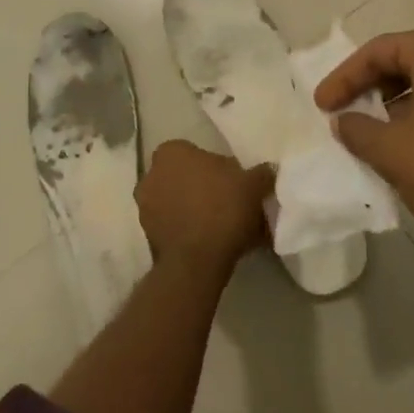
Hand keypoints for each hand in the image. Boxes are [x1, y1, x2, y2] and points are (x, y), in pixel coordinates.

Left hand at [135, 139, 274, 273]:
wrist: (198, 261)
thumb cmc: (223, 208)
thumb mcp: (253, 184)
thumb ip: (261, 173)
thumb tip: (268, 171)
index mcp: (171, 152)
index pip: (193, 151)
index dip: (214, 166)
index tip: (231, 180)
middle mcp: (151, 175)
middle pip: (182, 176)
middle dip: (201, 186)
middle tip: (228, 201)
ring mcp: (145, 208)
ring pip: (176, 203)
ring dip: (194, 210)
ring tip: (222, 225)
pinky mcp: (147, 237)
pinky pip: (173, 227)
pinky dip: (188, 231)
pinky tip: (211, 242)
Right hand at [314, 27, 413, 257]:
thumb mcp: (391, 149)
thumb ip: (358, 128)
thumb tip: (343, 122)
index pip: (381, 51)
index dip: (345, 78)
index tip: (322, 105)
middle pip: (406, 60)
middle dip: (370, 87)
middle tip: (342, 112)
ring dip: (394, 103)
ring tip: (366, 130)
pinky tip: (401, 142)